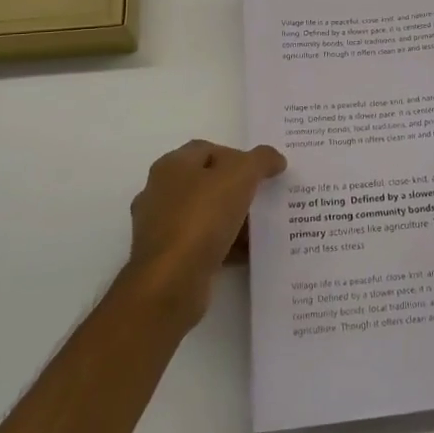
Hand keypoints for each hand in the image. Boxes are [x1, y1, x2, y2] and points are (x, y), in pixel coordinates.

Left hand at [126, 140, 285, 325]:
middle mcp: (159, 193)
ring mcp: (159, 228)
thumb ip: (261, 160)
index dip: (237, 156)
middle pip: (205, 183)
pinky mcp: (165, 259)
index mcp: (171, 166)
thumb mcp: (240, 176)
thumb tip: (274, 159)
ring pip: (204, 215)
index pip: (207, 149)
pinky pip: (200, 244)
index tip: (261, 173)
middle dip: (236, 190)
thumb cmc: (201, 218)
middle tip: (263, 198)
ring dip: (231, 220)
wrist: (170, 282)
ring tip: (259, 228)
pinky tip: (246, 254)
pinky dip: (223, 246)